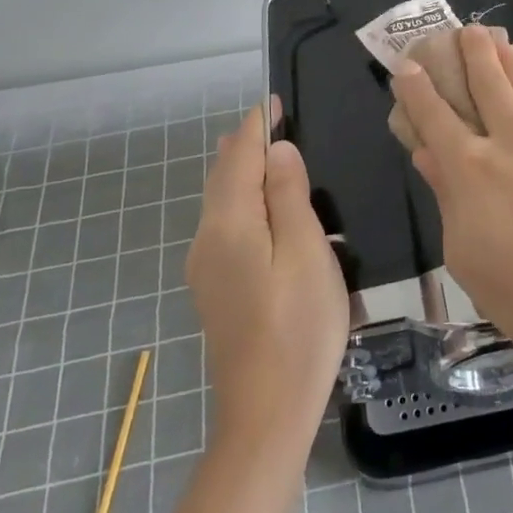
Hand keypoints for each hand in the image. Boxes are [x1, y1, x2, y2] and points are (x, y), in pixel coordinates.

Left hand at [187, 98, 348, 442]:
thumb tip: (277, 149)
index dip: (257, 125)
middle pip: (223, 176)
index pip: (240, 157)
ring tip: (268, 152)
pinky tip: (262, 207)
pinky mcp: (214, 288)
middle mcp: (207, 239)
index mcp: (229, 224)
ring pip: (220, 201)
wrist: (266, 413)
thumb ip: (289, 195)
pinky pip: (224, 225)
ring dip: (242, 171)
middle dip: (245, 144)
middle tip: (273, 119)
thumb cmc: (299, 327)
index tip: (274, 99)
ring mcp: (206, 267)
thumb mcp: (307, 252)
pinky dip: (242, 200)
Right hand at [393, 24, 512, 371]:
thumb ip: (448, 200)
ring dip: (508, 58)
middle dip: (472, 53)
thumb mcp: (468, 258)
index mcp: (471, 169)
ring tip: (498, 37)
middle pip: (487, 84)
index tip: (406, 66)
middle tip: (464, 28)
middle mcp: (509, 141)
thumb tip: (429, 155)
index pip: (435, 117)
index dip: (417, 89)